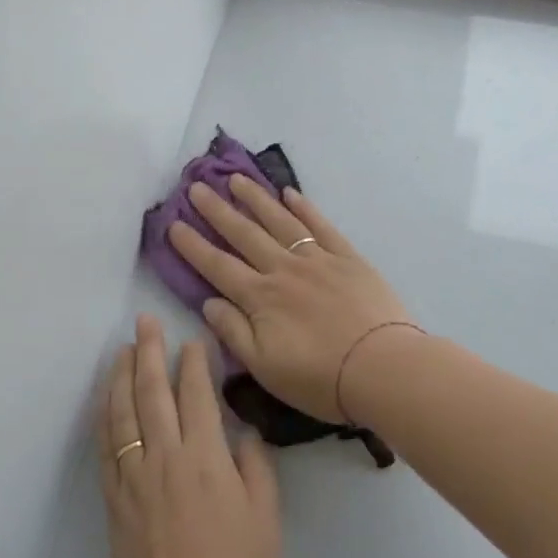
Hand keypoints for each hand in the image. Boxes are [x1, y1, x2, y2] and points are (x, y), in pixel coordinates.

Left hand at [98, 316, 280, 557]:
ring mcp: (133, 478)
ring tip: (120, 350)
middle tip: (143, 321)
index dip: (193, 363)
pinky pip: (105, 448)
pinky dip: (104, 417)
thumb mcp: (265, 520)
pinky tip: (103, 402)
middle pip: (152, 393)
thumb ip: (256, 468)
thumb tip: (243, 433)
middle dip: (148, 352)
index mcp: (205, 458)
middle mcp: (164, 457)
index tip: (191, 339)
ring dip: (119, 376)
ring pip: (122, 413)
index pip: (196, 396)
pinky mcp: (114, 501)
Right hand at [166, 177, 414, 424]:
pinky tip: (289, 193)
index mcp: (260, 298)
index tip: (173, 223)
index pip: (217, 266)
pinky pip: (321, 226)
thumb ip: (233, 332)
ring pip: (279, 221)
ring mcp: (317, 259)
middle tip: (196, 186)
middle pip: (244, 234)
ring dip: (255, 198)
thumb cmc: (320, 379)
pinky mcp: (348, 258)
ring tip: (235, 179)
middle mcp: (283, 270)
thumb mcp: (264, 367)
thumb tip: (209, 302)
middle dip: (217, 210)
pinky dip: (304, 208)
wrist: (383, 369)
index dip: (193, 245)